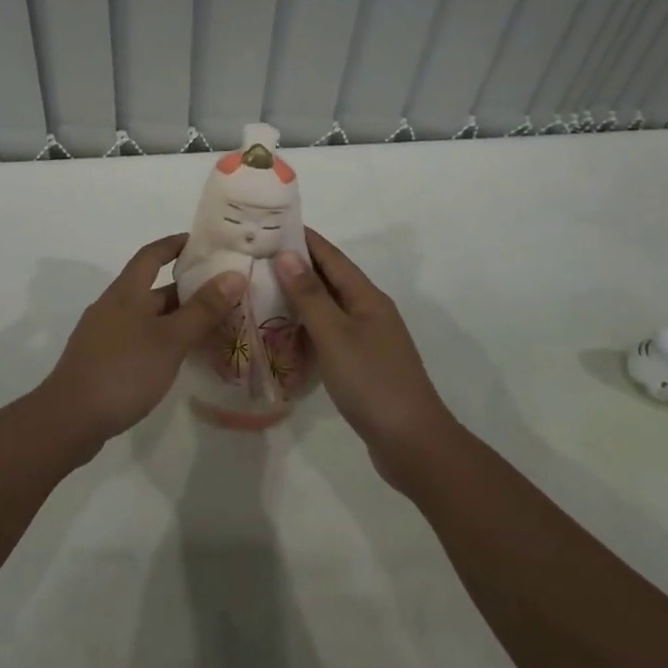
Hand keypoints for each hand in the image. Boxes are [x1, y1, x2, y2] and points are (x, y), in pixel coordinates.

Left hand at [39, 234, 243, 456]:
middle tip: (222, 294)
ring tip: (211, 328)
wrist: (69, 419)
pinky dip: (162, 341)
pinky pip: (138, 339)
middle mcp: (113, 306)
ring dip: (176, 318)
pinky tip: (179, 359)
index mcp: (126, 292)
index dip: (175, 244)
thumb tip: (234, 274)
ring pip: (147, 317)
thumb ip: (203, 309)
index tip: (202, 244)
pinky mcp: (102, 361)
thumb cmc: (123, 370)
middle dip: (186, 289)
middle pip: (152, 288)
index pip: (152, 254)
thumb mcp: (170, 339)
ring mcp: (104, 334)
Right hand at [278, 230, 458, 490]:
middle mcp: (368, 311)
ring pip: (327, 307)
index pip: (330, 255)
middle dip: (295, 264)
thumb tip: (286, 254)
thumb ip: (309, 296)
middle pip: (329, 278)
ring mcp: (367, 338)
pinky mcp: (361, 364)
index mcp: (366, 297)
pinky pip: (328, 333)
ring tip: (260, 288)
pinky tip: (282, 332)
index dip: (302, 237)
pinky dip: (305, 326)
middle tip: (254, 256)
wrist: (413, 444)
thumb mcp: (335, 336)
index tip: (269, 223)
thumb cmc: (372, 382)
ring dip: (298, 296)